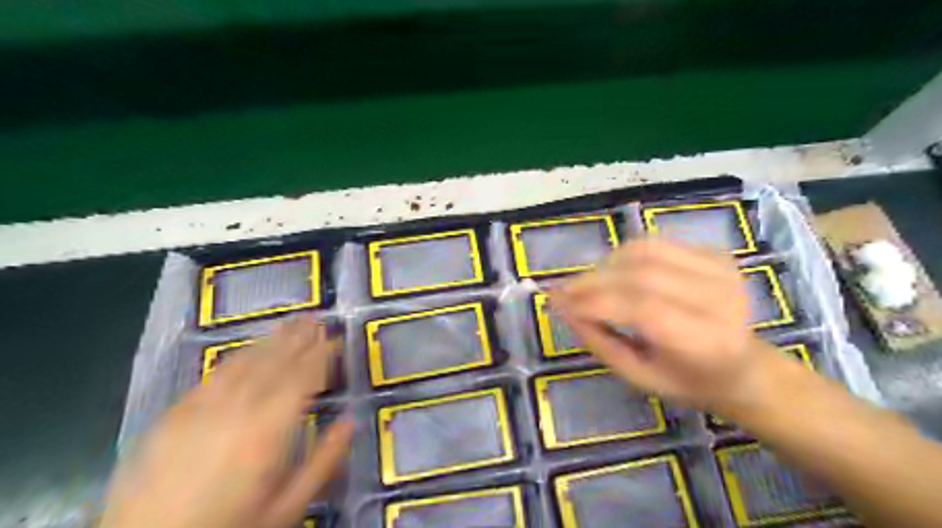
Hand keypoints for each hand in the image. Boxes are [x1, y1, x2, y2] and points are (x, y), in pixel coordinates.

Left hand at [100, 317, 354, 527]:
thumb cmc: (230, 527)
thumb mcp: (287, 506)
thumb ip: (324, 461)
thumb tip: (351, 420)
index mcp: (269, 431)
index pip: (303, 379)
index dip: (322, 355)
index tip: (337, 339)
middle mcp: (237, 410)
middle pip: (275, 364)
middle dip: (299, 339)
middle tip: (317, 319)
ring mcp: (202, 408)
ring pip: (246, 363)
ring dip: (271, 341)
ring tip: (291, 324)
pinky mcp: (175, 414)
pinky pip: (213, 376)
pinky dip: (236, 357)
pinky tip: (246, 349)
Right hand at [553, 238, 771, 407]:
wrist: (743, 367)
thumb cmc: (688, 381)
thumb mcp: (639, 377)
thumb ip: (600, 342)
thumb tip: (564, 308)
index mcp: (707, 343)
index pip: (642, 309)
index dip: (594, 302)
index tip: (558, 303)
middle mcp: (721, 299)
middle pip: (642, 274)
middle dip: (593, 281)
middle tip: (563, 291)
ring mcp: (721, 270)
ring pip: (646, 251)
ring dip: (606, 264)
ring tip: (588, 284)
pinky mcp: (715, 254)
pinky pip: (656, 244)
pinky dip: (625, 255)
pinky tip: (614, 273)